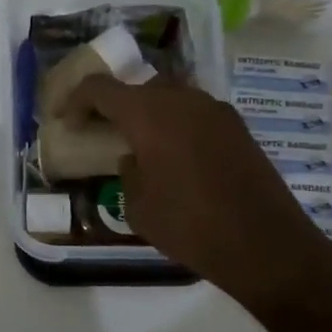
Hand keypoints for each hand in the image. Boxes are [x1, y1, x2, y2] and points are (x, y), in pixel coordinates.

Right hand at [60, 76, 331, 321]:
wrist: (266, 245)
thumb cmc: (189, 226)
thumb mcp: (137, 207)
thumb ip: (127, 173)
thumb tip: (134, 158)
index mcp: (149, 114)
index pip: (101, 89)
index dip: (76, 100)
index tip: (65, 120)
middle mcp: (183, 101)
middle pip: (138, 86)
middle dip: (115, 103)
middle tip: (100, 128)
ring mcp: (216, 112)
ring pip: (170, 97)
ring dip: (148, 113)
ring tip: (137, 143)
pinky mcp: (238, 129)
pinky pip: (195, 114)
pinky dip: (176, 125)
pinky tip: (173, 156)